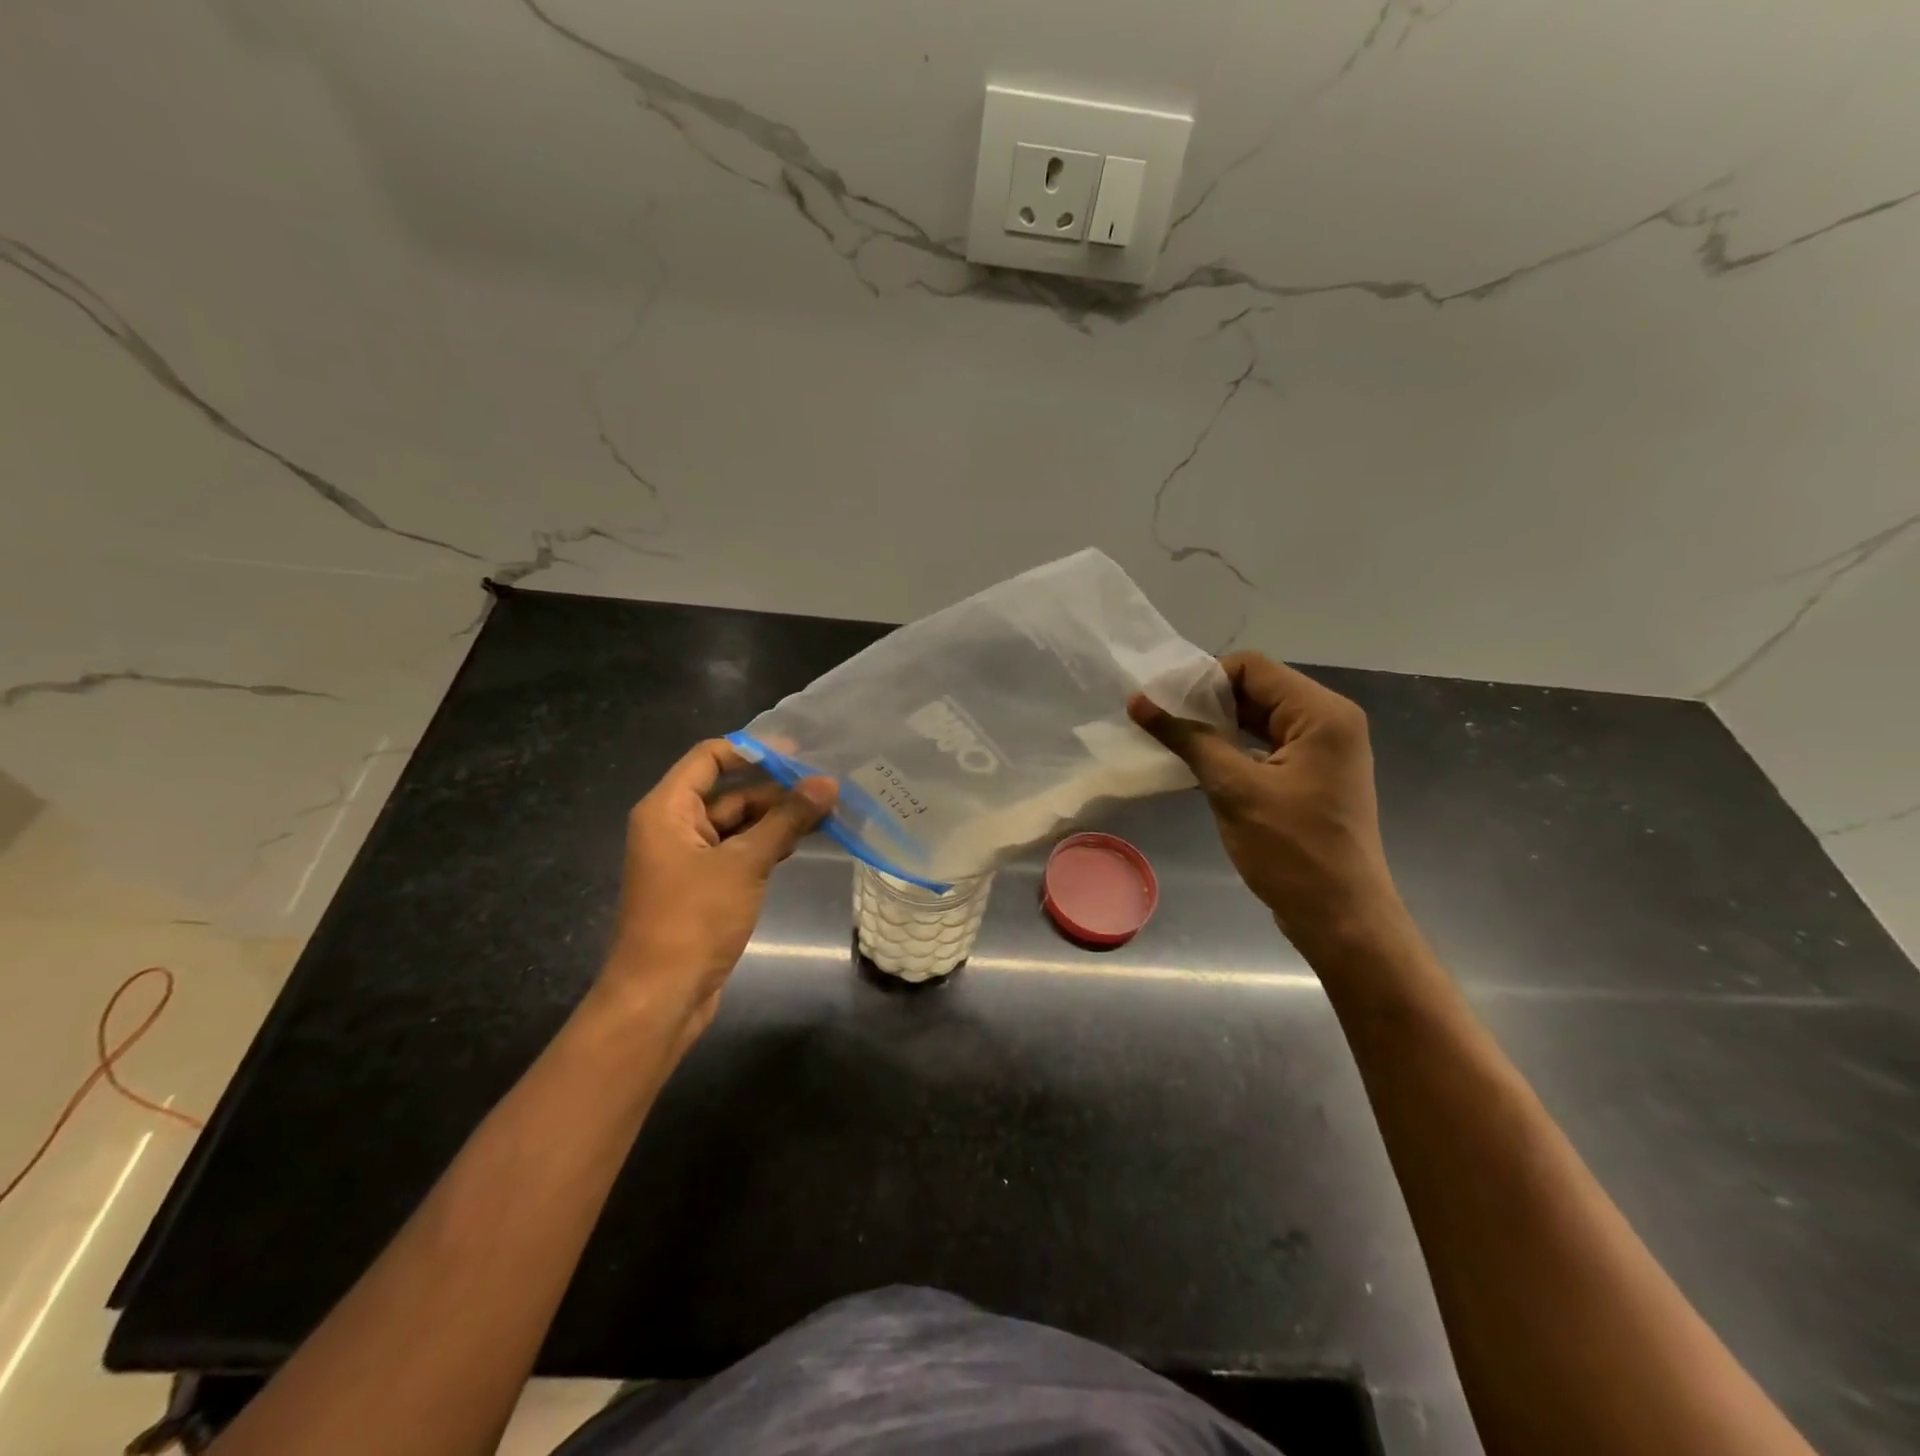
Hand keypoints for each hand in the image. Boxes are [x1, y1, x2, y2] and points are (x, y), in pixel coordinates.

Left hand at [598, 739, 835, 1054]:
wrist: (662, 997)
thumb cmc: (694, 919)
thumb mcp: (745, 863)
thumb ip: (786, 820)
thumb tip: (827, 782)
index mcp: (668, 810)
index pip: (710, 758)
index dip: (752, 750)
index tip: (799, 754)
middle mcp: (674, 827)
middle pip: (728, 793)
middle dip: (775, 789)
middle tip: (827, 787)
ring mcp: (688, 859)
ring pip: (737, 825)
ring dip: (776, 819)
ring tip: (826, 812)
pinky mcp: (703, 887)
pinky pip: (737, 853)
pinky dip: (767, 846)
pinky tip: (801, 844)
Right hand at [1129, 652, 1404, 953]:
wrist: (1340, 918)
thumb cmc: (1291, 850)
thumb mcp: (1233, 788)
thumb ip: (1188, 738)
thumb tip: (1138, 701)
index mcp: (1322, 714)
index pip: (1252, 668)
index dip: (1203, 679)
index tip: (1162, 702)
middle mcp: (1329, 722)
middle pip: (1257, 690)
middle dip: (1206, 703)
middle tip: (1158, 720)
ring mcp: (1324, 751)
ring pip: (1260, 719)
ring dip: (1217, 727)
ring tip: (1171, 740)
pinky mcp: (1313, 777)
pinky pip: (1267, 746)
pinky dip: (1233, 749)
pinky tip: (1199, 763)